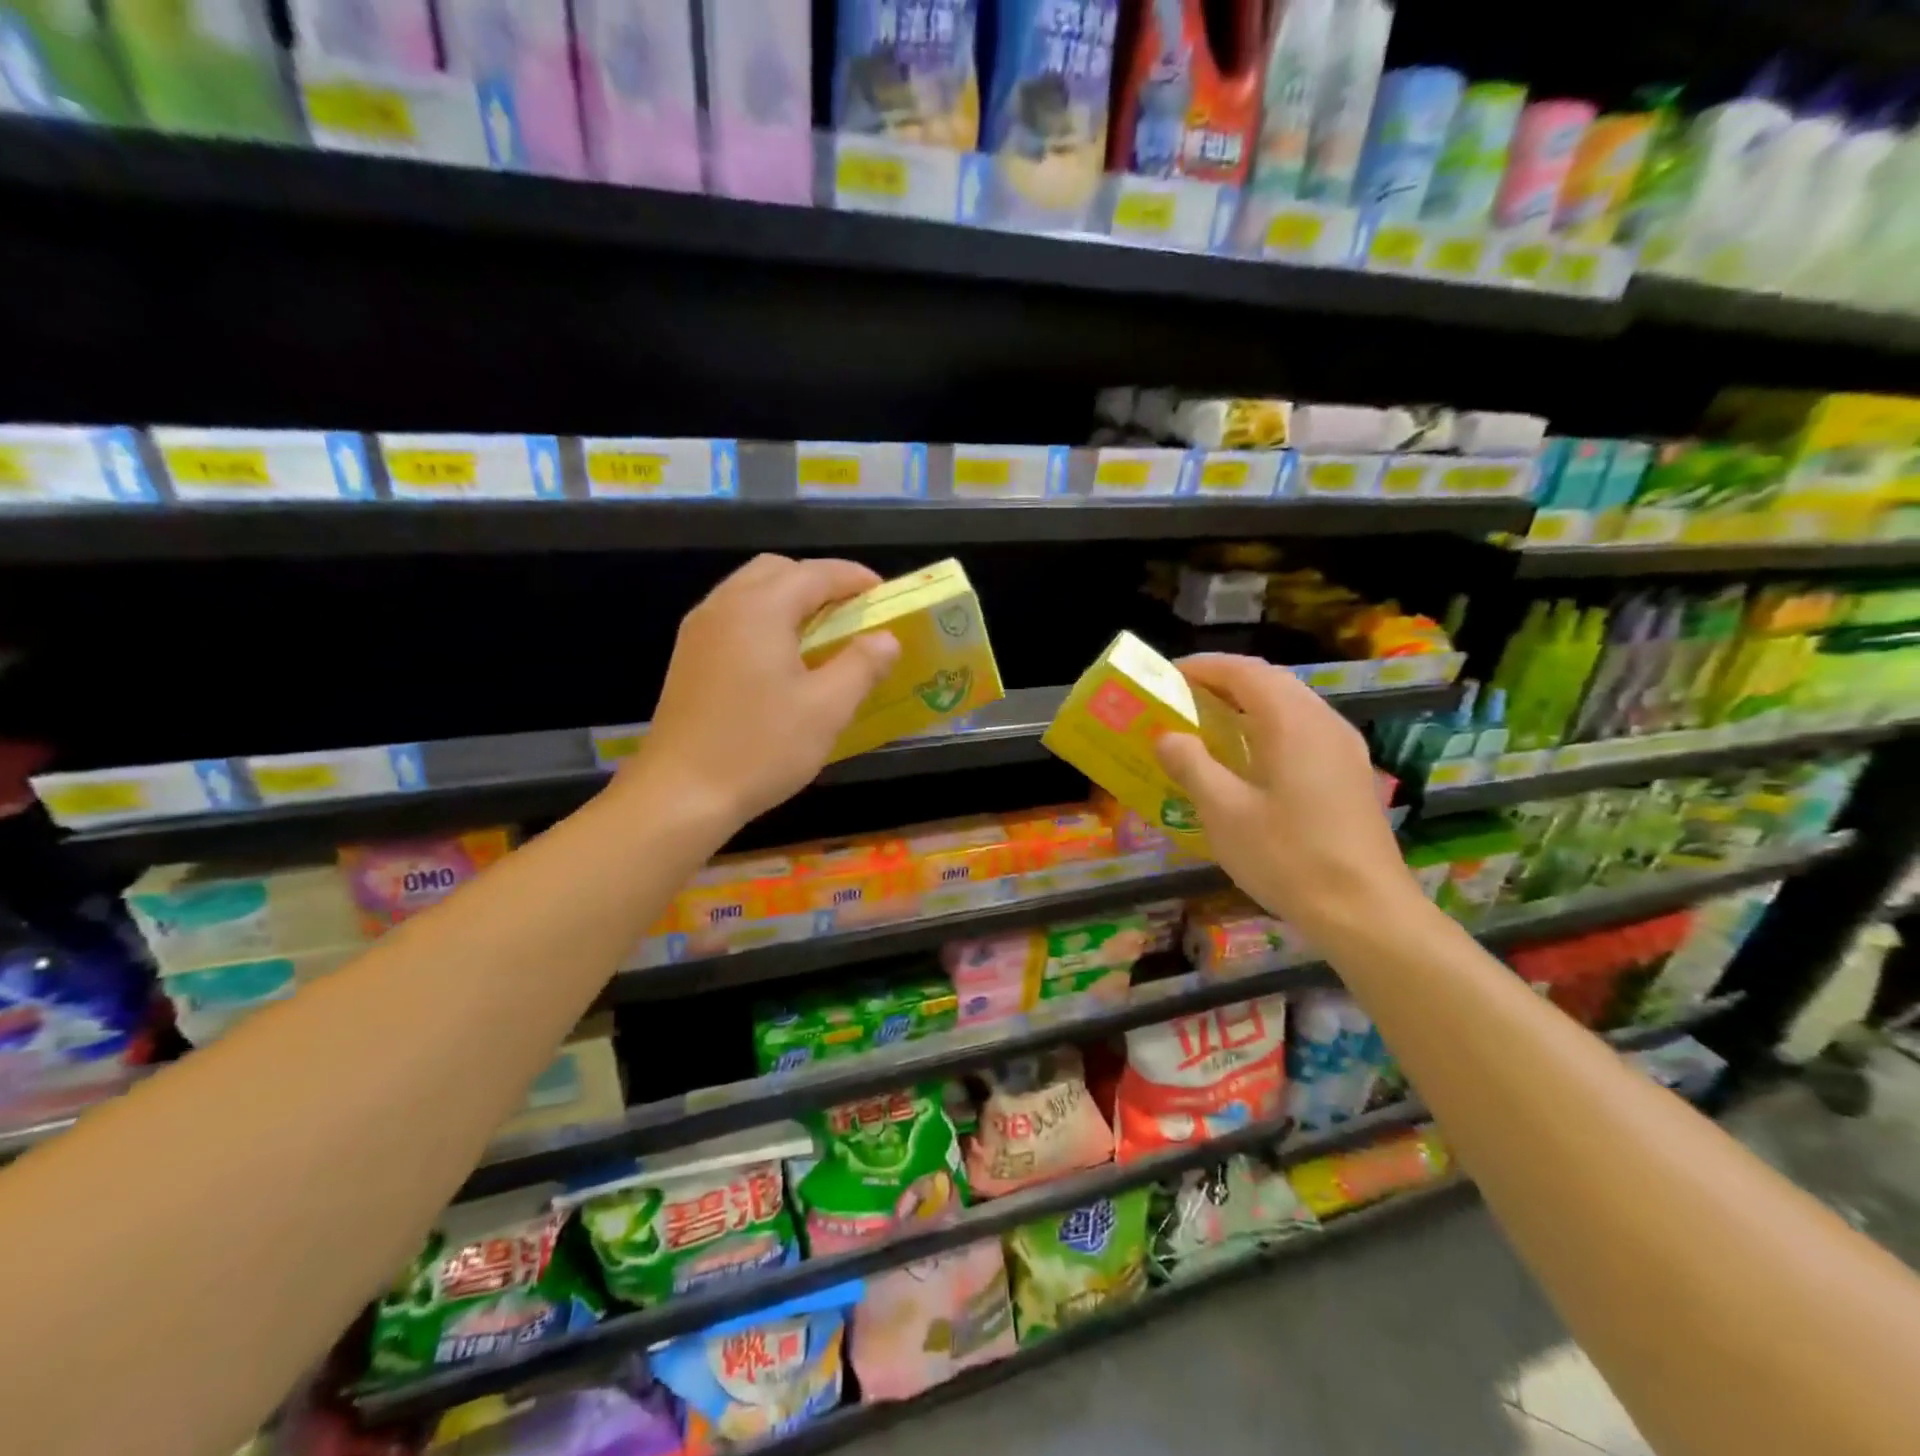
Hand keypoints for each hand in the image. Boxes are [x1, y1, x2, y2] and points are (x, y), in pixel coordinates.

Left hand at [630, 555, 900, 830]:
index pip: (815, 573)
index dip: (854, 577)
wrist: (680, 794)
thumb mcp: (827, 708)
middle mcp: (725, 606)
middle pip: (777, 571)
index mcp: (760, 608)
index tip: (884, 593)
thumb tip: (886, 638)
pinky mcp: (689, 657)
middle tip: (851, 613)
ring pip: (751, 592)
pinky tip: (783, 659)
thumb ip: (862, 664)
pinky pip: (734, 617)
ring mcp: (700, 631)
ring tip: (822, 635)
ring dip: (790, 600)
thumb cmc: (761, 747)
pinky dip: (766, 619)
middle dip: (819, 582)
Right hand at [1153, 654, 1425, 943]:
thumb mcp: (1224, 813)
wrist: (1365, 911)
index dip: (1203, 667)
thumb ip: (1192, 765)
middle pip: (1270, 681)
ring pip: (1291, 704)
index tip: (1167, 676)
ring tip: (1211, 723)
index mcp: (1291, 722)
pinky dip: (1270, 726)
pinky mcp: (1351, 773)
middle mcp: (1323, 721)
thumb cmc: (1287, 857)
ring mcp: (1344, 747)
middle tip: (1184, 698)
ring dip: (1249, 703)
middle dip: (1225, 681)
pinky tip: (1251, 758)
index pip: (1243, 671)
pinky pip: (1305, 729)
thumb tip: (1167, 736)